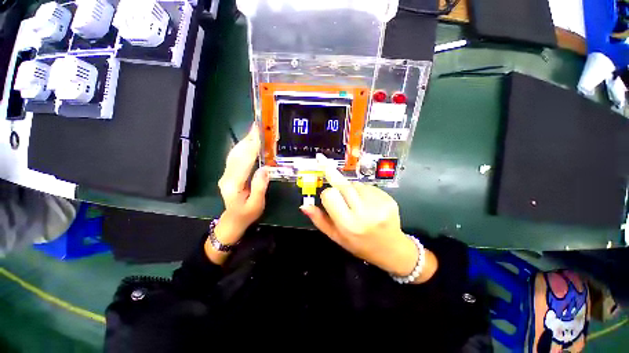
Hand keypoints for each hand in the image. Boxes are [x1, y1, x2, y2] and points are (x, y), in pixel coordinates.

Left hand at [207, 124, 268, 263]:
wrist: (232, 221)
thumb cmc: (247, 214)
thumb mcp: (256, 204)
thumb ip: (259, 186)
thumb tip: (265, 169)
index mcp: (234, 184)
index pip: (245, 161)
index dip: (252, 147)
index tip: (260, 134)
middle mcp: (227, 176)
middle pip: (238, 153)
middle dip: (248, 139)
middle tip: (258, 127)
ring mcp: (226, 174)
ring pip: (235, 153)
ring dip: (245, 140)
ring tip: (255, 131)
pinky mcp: (229, 173)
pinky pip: (235, 157)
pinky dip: (242, 147)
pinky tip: (248, 142)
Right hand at [301, 154, 436, 282]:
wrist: (392, 249)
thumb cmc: (360, 244)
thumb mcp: (336, 237)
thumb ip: (319, 220)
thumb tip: (304, 206)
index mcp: (348, 224)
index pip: (330, 195)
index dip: (327, 194)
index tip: (329, 198)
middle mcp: (364, 213)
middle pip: (344, 185)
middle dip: (337, 184)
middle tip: (335, 184)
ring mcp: (379, 205)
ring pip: (356, 184)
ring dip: (352, 189)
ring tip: (356, 202)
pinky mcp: (389, 199)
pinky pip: (369, 186)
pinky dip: (364, 190)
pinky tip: (368, 202)